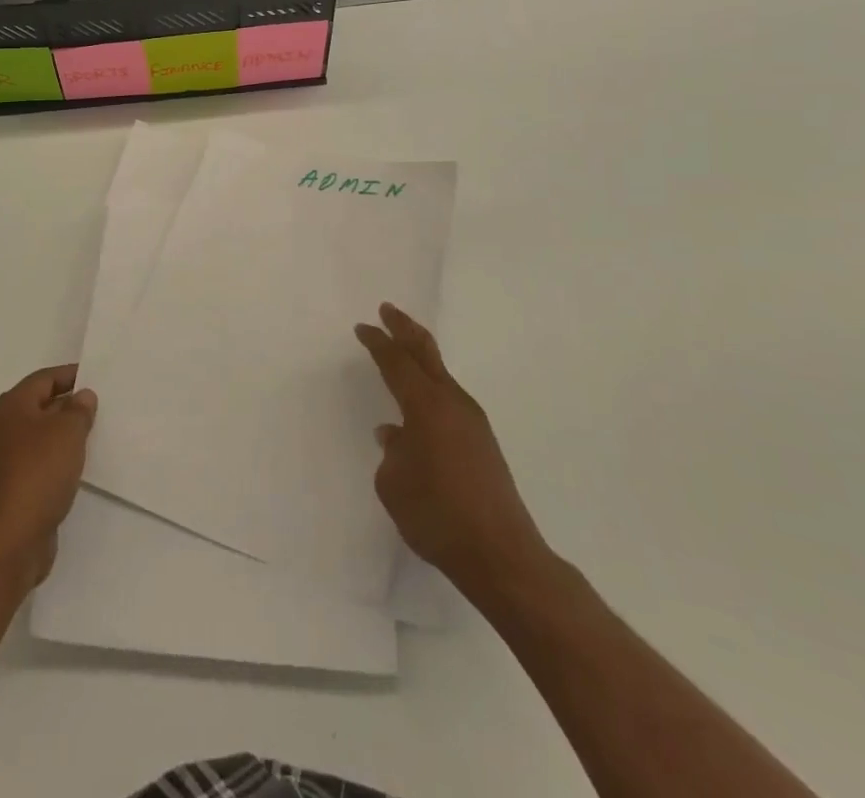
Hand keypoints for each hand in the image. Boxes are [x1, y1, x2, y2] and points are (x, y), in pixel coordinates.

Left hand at [0, 365, 96, 594]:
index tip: (97, 376)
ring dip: (63, 435)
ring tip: (94, 436)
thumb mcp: (67, 432)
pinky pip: (38, 463)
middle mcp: (0, 429)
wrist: (6, 543)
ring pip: (39, 437)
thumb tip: (82, 396)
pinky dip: (56, 461)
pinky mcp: (9, 490)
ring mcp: (1, 461)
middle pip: (39, 406)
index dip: (71, 375)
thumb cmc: (37, 474)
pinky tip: (77, 468)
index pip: (44, 379)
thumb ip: (79, 410)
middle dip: (69, 405)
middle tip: (101, 407)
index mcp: (9, 407)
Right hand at [356, 304, 550, 597]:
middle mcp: (452, 403)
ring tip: (401, 355)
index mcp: (426, 405)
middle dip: (405, 328)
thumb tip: (396, 435)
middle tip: (387, 310)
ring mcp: (473, 421)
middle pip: (426, 353)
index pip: (396, 362)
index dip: (377, 343)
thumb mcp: (394, 484)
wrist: (501, 555)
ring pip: (441, 375)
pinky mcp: (483, 443)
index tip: (363, 328)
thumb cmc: (438, 515)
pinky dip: (431, 387)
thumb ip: (392, 452)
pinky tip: (420, 408)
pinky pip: (450, 400)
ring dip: (420, 359)